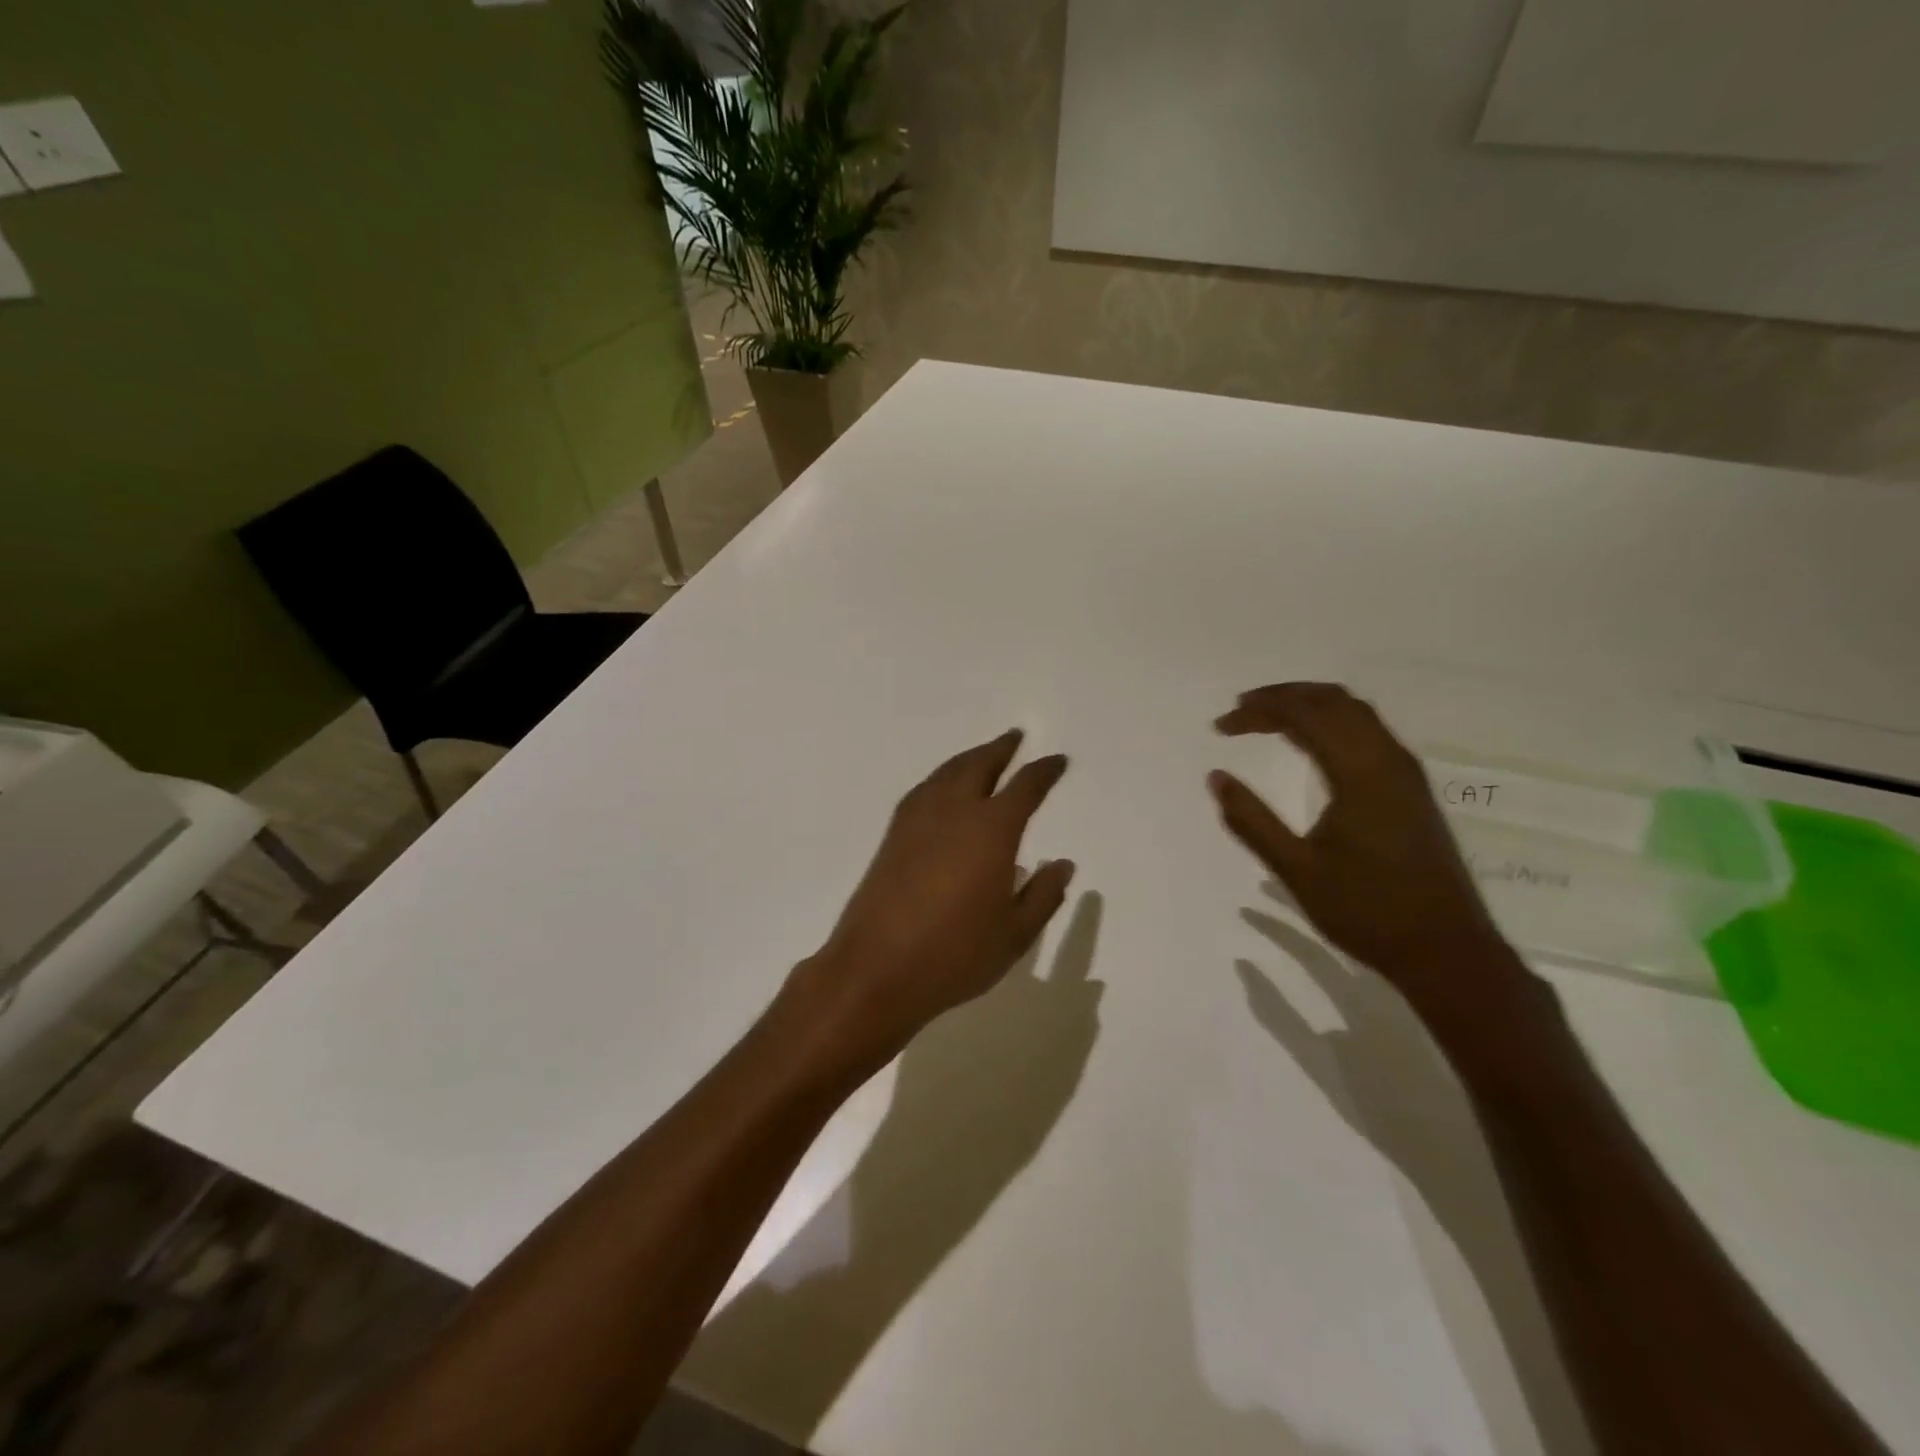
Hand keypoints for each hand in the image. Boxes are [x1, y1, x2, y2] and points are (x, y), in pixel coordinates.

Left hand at [779, 731, 1075, 1076]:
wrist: (876, 969)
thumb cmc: (955, 955)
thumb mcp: (1014, 934)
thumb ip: (1043, 895)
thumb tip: (1062, 864)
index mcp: (991, 830)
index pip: (1025, 787)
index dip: (1044, 771)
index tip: (1058, 760)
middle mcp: (954, 812)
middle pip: (979, 765)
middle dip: (1001, 749)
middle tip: (1016, 738)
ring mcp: (917, 821)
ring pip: (947, 772)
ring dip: (969, 758)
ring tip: (983, 756)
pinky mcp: (892, 836)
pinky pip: (923, 790)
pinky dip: (941, 778)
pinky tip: (942, 789)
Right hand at [1209, 683, 1523, 1014]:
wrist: (1446, 951)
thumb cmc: (1367, 911)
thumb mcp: (1297, 870)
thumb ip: (1252, 821)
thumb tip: (1215, 778)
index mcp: (1362, 774)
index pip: (1306, 715)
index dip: (1260, 710)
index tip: (1221, 725)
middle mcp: (1389, 761)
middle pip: (1334, 701)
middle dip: (1284, 697)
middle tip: (1240, 711)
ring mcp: (1406, 774)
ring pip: (1356, 714)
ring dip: (1310, 706)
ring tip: (1268, 720)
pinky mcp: (1411, 790)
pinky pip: (1368, 733)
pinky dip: (1332, 724)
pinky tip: (1310, 746)